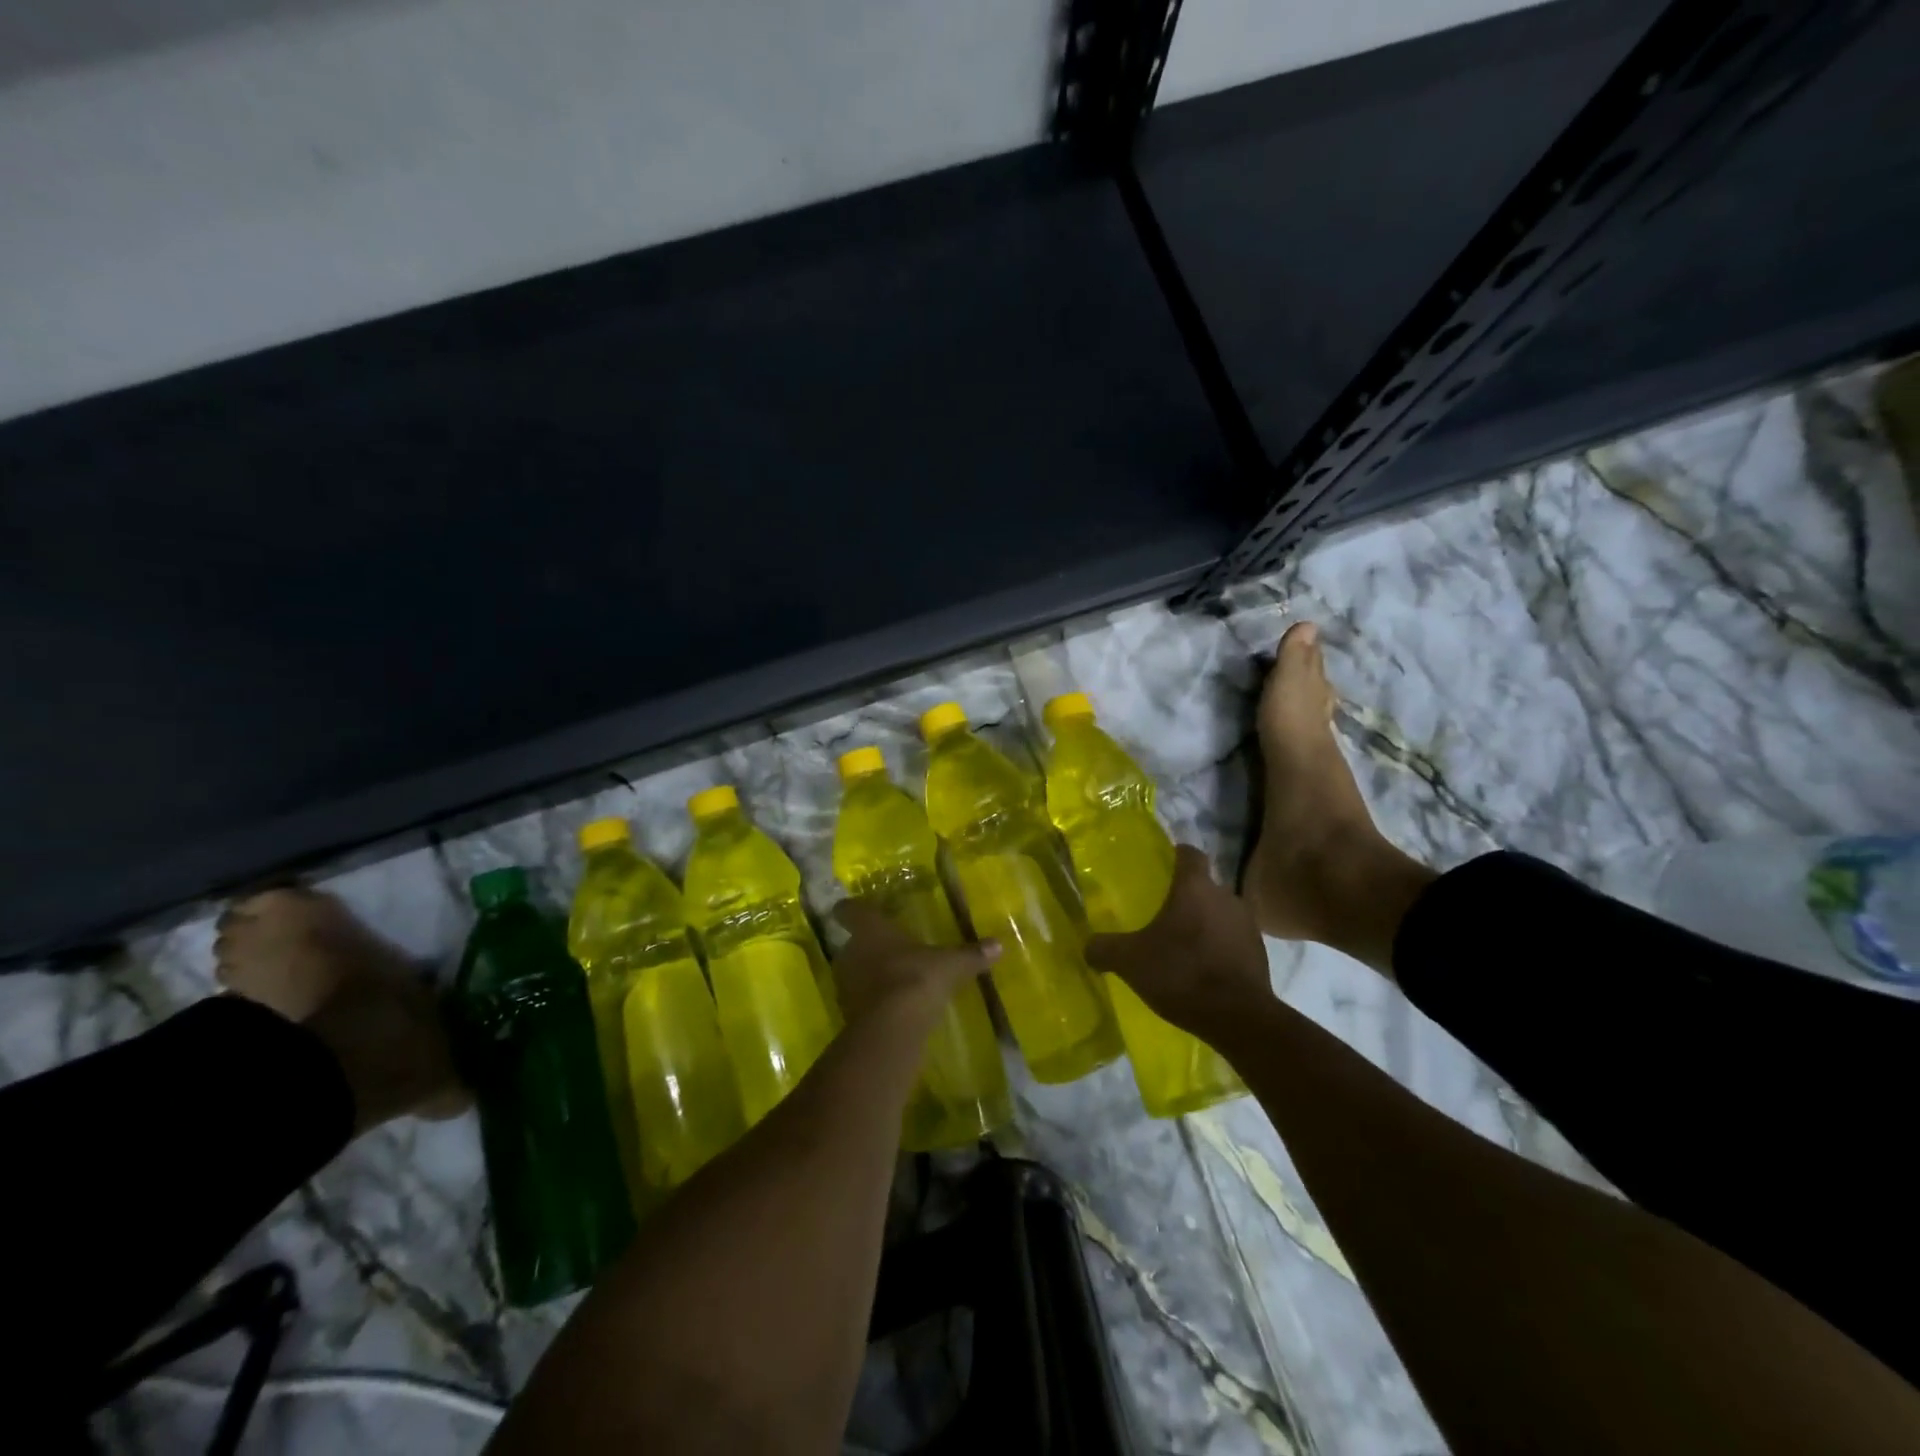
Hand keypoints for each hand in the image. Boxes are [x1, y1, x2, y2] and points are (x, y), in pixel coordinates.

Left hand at [830, 901, 1000, 1024]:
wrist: (892, 1028)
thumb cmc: (917, 978)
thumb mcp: (951, 965)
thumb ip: (971, 954)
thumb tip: (998, 945)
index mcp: (870, 929)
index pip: (849, 910)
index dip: (851, 908)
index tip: (856, 908)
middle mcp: (851, 951)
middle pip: (852, 942)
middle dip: (867, 946)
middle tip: (889, 948)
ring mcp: (846, 984)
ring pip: (854, 971)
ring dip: (869, 974)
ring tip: (893, 978)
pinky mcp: (848, 1013)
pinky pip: (859, 999)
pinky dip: (872, 1001)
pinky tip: (893, 1007)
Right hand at [1086, 845, 1272, 1041]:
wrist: (1239, 1018)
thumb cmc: (1181, 973)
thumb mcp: (1130, 962)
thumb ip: (1105, 948)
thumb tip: (1088, 946)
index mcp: (1195, 887)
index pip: (1189, 853)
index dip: (1175, 856)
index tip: (1161, 866)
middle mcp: (1226, 897)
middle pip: (1205, 885)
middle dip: (1186, 896)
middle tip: (1163, 913)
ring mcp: (1248, 925)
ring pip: (1221, 913)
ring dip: (1205, 923)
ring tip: (1184, 944)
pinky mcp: (1260, 954)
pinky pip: (1234, 940)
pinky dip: (1220, 947)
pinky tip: (1203, 969)